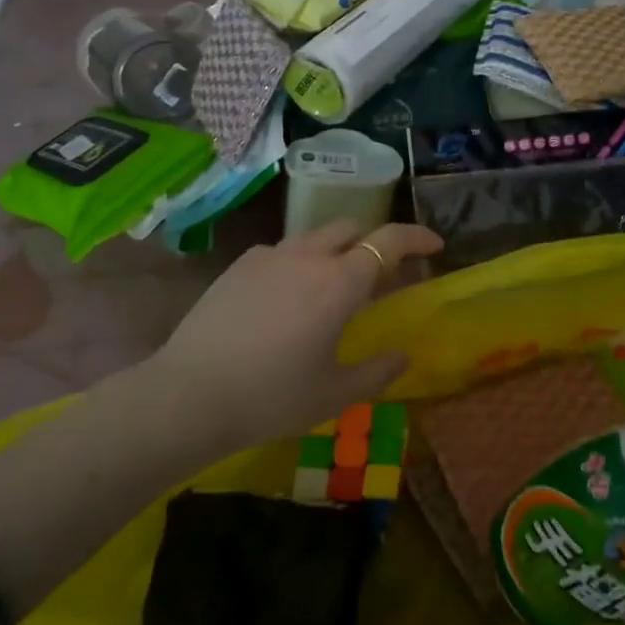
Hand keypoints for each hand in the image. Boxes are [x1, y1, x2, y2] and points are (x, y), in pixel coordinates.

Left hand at [148, 221, 442, 450]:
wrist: (189, 395)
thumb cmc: (272, 397)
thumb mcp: (334, 394)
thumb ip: (377, 372)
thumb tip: (402, 356)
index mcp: (340, 283)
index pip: (389, 240)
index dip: (417, 237)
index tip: (435, 245)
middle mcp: (307, 257)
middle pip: (351, 228)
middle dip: (375, 241)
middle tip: (383, 275)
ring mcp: (268, 257)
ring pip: (315, 237)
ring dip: (337, 251)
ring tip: (335, 286)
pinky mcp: (239, 266)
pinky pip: (282, 251)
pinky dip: (301, 261)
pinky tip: (290, 296)